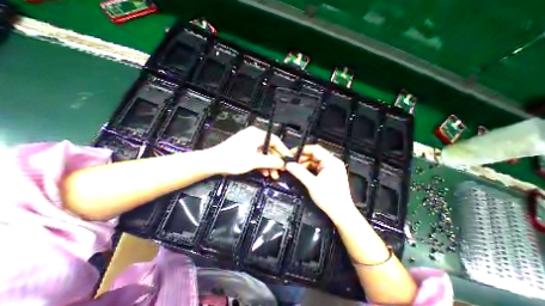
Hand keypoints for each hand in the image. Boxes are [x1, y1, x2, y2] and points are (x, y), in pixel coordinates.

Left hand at [206, 126, 290, 176]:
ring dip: (269, 164)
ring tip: (272, 175)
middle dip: (275, 161)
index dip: (283, 151)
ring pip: (264, 153)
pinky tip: (264, 172)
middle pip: (270, 148)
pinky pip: (257, 155)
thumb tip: (283, 163)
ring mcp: (249, 142)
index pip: (276, 141)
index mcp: (257, 134)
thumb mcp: (255, 161)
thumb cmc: (233, 159)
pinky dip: (261, 164)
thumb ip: (271, 161)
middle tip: (280, 171)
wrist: (213, 162)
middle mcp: (254, 136)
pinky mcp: (244, 148)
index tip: (289, 160)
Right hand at [286, 145, 357, 222]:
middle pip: (315, 155)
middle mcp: (333, 162)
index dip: (302, 150)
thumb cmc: (329, 198)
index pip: (315, 149)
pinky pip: (318, 167)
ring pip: (315, 161)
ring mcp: (332, 168)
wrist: (341, 212)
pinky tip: (303, 173)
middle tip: (292, 163)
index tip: (291, 154)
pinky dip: (310, 169)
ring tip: (296, 169)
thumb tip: (288, 164)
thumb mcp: (312, 184)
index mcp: (331, 161)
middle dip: (302, 158)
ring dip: (305, 164)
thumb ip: (299, 172)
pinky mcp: (331, 173)